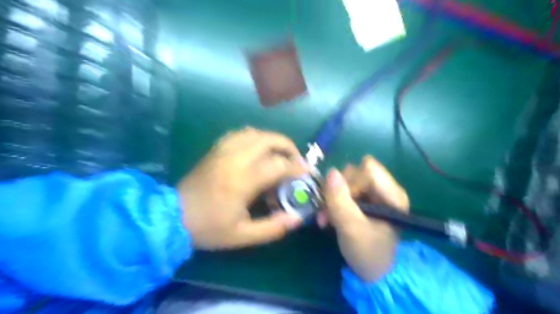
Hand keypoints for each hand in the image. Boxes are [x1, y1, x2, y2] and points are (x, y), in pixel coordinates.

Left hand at [179, 128, 304, 249]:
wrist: (172, 216)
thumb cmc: (208, 228)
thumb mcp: (242, 236)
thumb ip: (273, 228)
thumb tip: (297, 218)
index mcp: (242, 180)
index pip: (278, 164)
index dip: (297, 167)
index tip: (307, 171)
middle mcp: (235, 158)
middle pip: (268, 139)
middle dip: (288, 147)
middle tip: (295, 160)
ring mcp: (223, 150)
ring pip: (254, 132)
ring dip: (272, 140)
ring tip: (279, 154)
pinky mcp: (215, 149)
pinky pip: (239, 134)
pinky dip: (254, 137)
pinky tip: (257, 148)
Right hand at [317, 157, 409, 281]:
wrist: (370, 273)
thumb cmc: (367, 253)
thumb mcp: (351, 228)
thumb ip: (340, 200)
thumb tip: (331, 172)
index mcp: (393, 194)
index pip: (367, 169)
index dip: (351, 182)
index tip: (343, 202)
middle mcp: (385, 188)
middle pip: (355, 172)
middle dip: (338, 191)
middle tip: (328, 212)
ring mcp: (373, 192)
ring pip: (346, 179)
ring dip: (332, 197)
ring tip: (326, 217)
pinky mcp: (363, 198)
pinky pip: (343, 189)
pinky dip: (333, 201)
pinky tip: (329, 216)